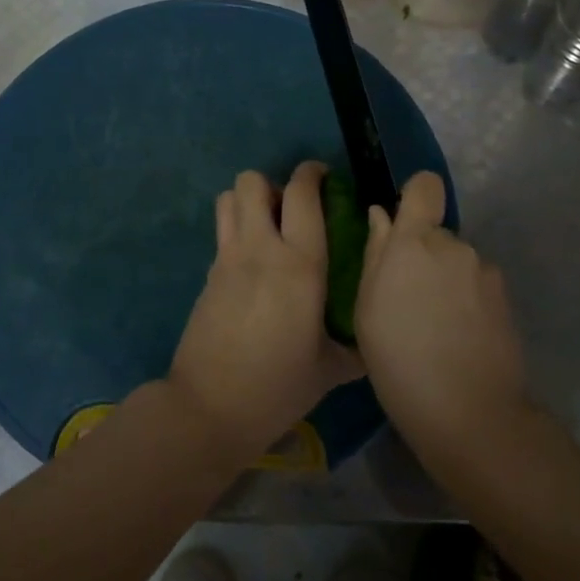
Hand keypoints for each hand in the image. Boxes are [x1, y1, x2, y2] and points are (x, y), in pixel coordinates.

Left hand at [167, 164, 364, 465]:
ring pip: (229, 198)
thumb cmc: (277, 387)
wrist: (210, 406)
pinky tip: (253, 264)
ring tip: (269, 227)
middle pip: (252, 181)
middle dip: (273, 184)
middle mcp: (260, 249)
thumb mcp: (328, 370)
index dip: (312, 174)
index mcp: (299, 264)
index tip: (324, 177)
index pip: (302, 195)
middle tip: (292, 209)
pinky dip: (237, 230)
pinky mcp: (208, 274)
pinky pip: (222, 232)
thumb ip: (353, 347)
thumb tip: (371, 339)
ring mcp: (227, 259)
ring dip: (249, 201)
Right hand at [353, 172, 530, 459]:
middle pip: (437, 234)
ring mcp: (485, 273)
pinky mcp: (506, 300)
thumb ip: (376, 253)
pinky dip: (467, 303)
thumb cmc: (398, 358)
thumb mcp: (367, 307)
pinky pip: (477, 287)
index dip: (415, 195)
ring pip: (457, 263)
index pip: (424, 187)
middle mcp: (455, 246)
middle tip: (407, 299)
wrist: (468, 413)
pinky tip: (458, 338)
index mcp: (414, 242)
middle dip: (423, 255)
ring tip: (434, 326)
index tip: (402, 221)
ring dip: (446, 281)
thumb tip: (382, 216)